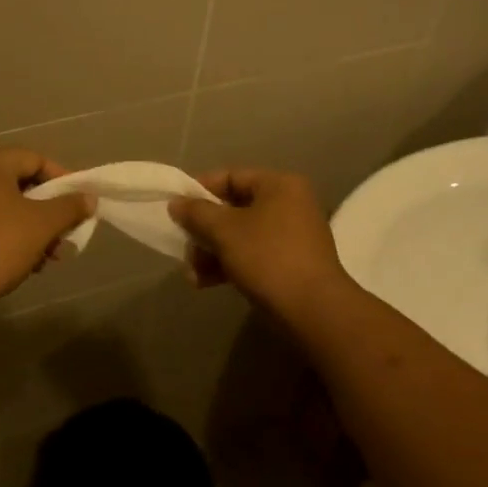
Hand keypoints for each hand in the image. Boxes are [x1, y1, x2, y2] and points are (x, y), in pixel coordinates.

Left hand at [0, 147, 92, 307]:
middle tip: (66, 236)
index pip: (36, 160)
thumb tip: (89, 198)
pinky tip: (26, 263)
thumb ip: (70, 207)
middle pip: (21, 184)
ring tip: (49, 258)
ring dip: (33, 229)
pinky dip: (11, 236)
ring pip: (7, 206)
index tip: (80, 205)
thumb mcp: (43, 225)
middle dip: (49, 212)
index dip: (64, 181)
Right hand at [169, 168, 353, 316]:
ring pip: (239, 236)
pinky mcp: (289, 264)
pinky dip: (228, 265)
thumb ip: (197, 213)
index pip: (231, 177)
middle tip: (184, 247)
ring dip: (211, 253)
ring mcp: (291, 236)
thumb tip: (177, 203)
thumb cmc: (267, 257)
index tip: (176, 208)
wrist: (312, 309)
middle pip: (233, 209)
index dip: (199, 190)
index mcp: (279, 185)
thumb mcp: (225, 230)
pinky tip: (204, 283)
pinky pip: (251, 256)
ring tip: (191, 274)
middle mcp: (289, 204)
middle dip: (203, 231)